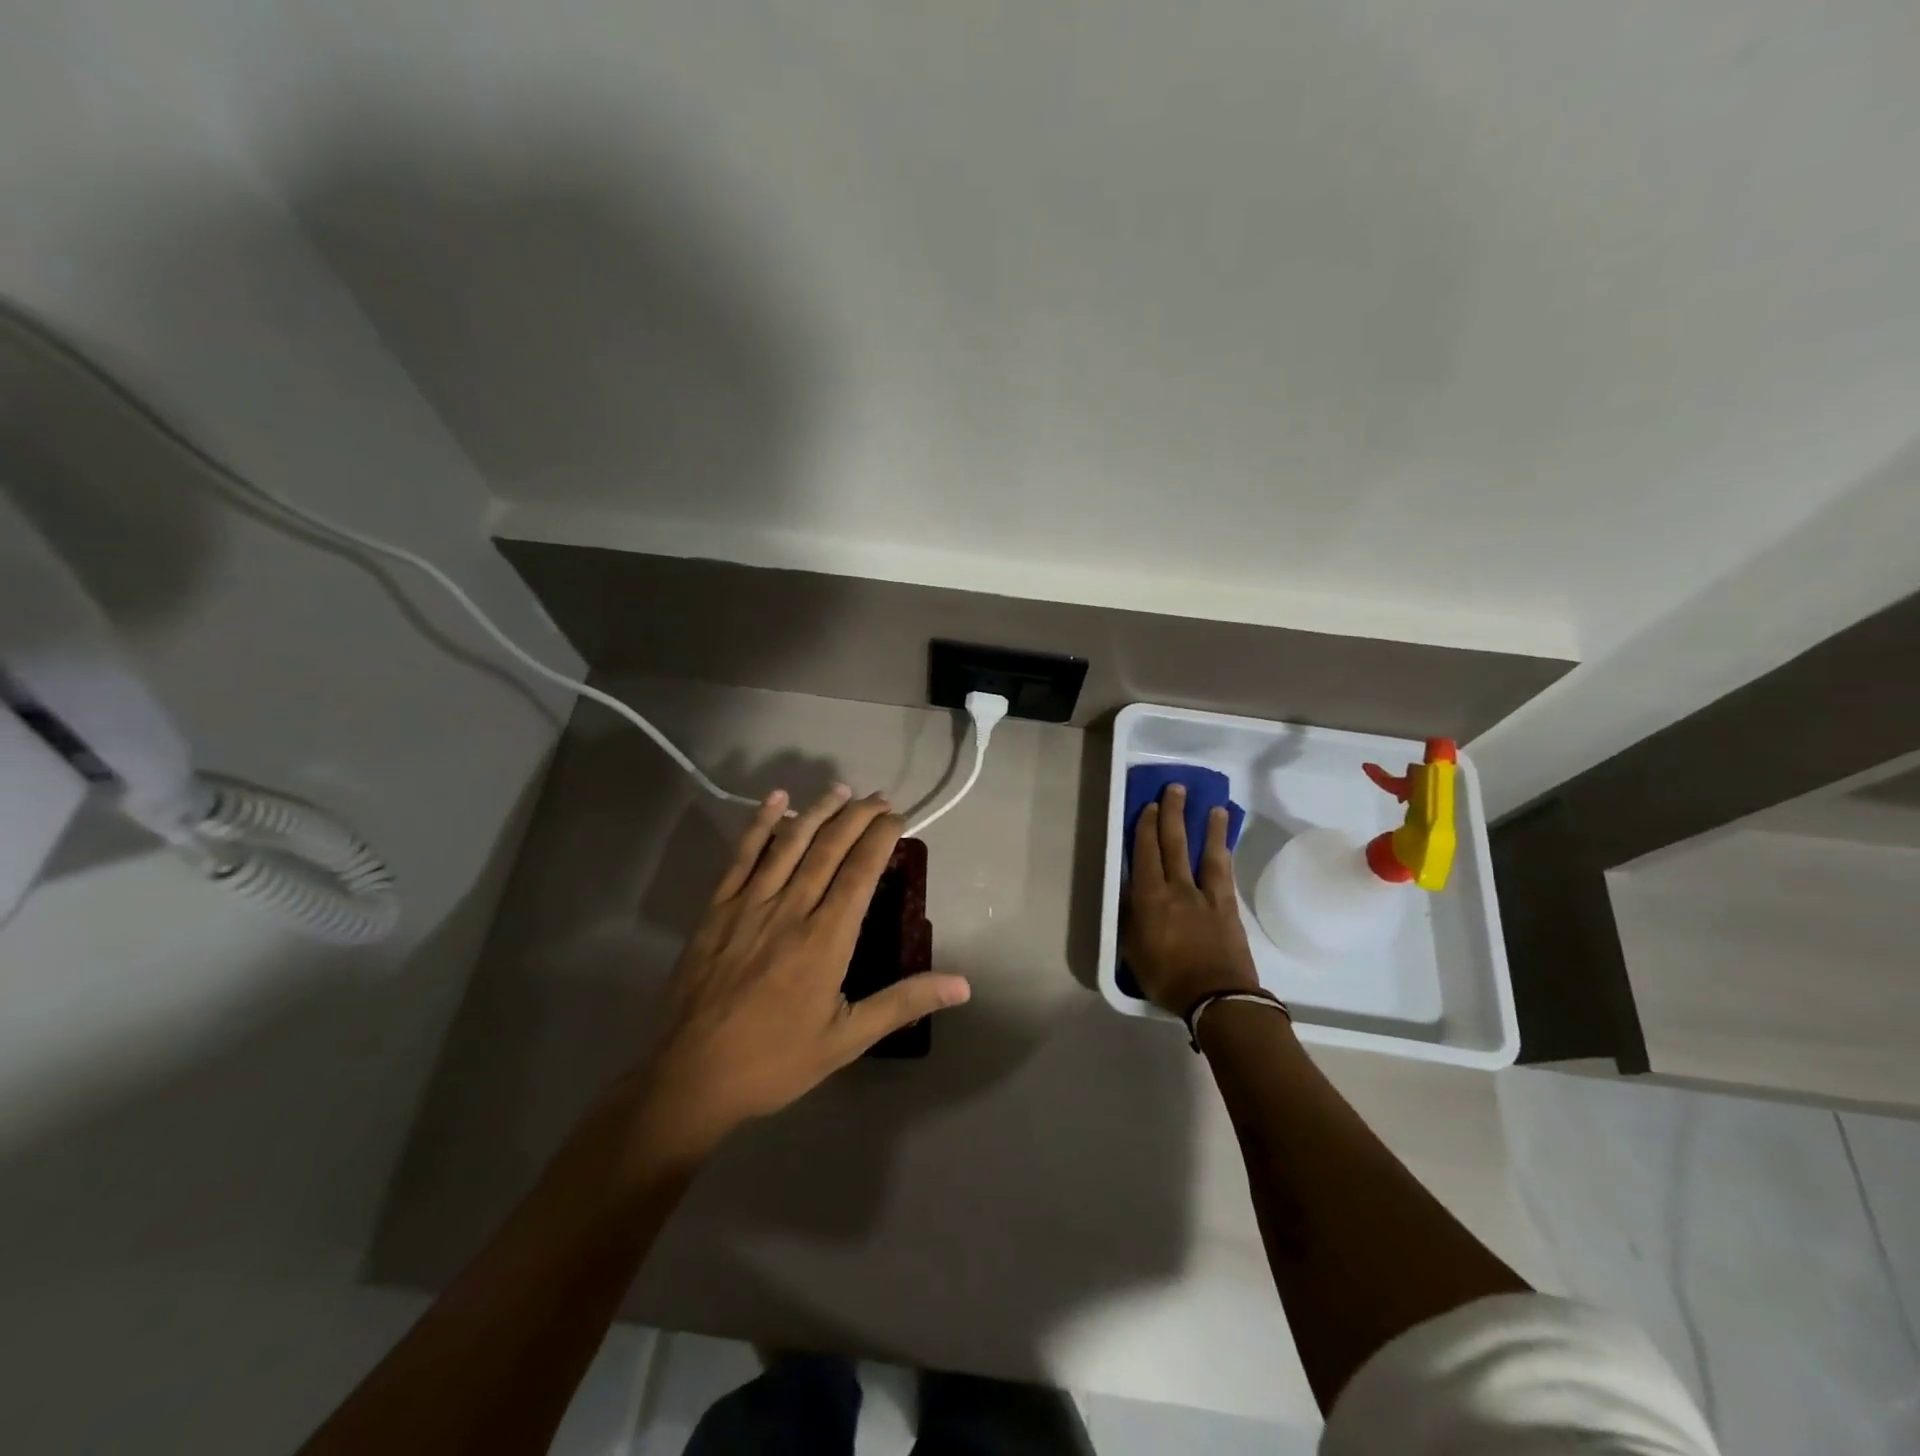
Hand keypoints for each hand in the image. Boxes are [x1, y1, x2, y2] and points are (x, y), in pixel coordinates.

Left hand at [637, 785, 970, 1150]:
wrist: (692, 1077)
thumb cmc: (776, 1060)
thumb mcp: (848, 1039)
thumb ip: (903, 1003)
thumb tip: (962, 985)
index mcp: (825, 939)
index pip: (861, 871)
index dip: (881, 837)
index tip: (898, 818)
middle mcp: (790, 909)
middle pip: (829, 847)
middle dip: (858, 816)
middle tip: (879, 798)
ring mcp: (749, 904)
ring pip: (789, 843)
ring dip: (817, 811)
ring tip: (840, 789)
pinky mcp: (717, 909)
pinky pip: (741, 856)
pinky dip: (759, 824)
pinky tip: (774, 800)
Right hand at [1123, 784, 1259, 1015]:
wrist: (1217, 998)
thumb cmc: (1167, 978)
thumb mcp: (1133, 951)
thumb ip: (1131, 917)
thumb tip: (1131, 891)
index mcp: (1150, 898)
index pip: (1145, 853)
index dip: (1145, 827)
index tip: (1148, 805)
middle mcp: (1177, 888)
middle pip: (1174, 842)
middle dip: (1172, 813)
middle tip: (1175, 789)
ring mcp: (1206, 894)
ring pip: (1205, 851)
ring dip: (1206, 826)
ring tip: (1212, 805)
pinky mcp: (1227, 905)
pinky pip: (1224, 871)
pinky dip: (1224, 852)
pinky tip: (1224, 842)